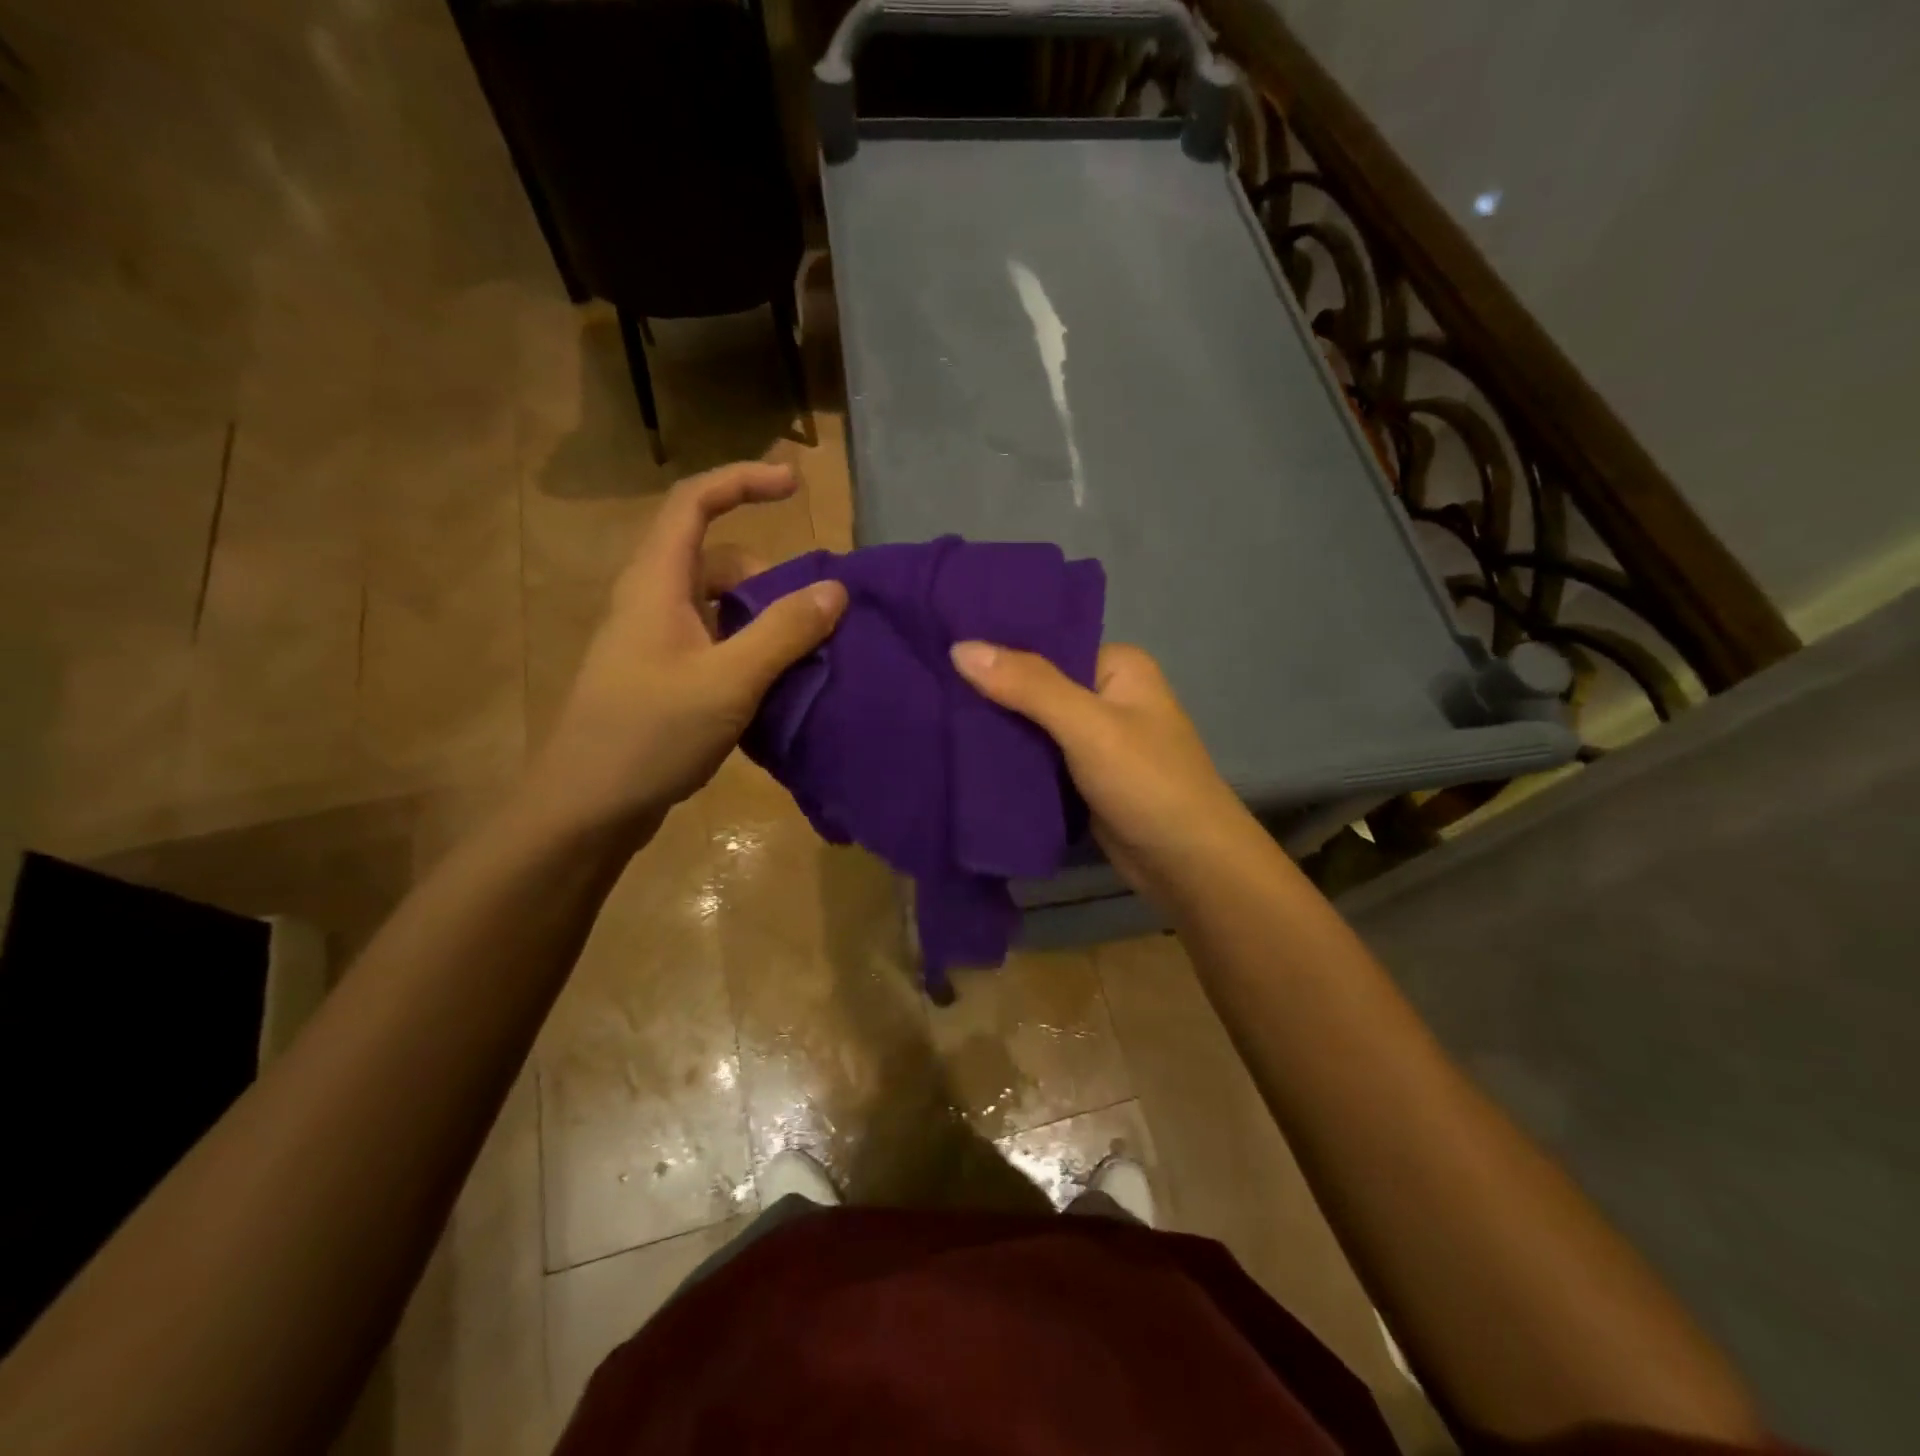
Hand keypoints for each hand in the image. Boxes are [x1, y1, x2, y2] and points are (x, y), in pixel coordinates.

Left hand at [525, 462, 845, 843]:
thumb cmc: (650, 734)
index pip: (693, 503)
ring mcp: (656, 644)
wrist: (586, 808)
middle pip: (717, 560)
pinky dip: (751, 653)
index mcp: (657, 584)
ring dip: (765, 621)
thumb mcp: (728, 681)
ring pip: (720, 609)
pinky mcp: (663, 680)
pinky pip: (716, 646)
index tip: (795, 484)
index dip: (743, 481)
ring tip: (805, 657)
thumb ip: (783, 632)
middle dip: (771, 576)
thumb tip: (835, 591)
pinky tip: (777, 689)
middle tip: (815, 614)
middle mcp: (652, 603)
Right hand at [949, 640, 1266, 902]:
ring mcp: (1094, 739)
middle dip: (989, 692)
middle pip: (1035, 685)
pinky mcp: (1082, 777)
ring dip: (994, 729)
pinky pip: (1037, 758)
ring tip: (931, 717)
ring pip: (1032, 725)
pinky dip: (1008, 759)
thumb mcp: (1088, 726)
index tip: (940, 649)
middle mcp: (1106, 695)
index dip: (996, 648)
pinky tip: (962, 755)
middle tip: (927, 688)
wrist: (1189, 865)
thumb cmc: (1148, 783)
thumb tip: (960, 646)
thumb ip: (1028, 685)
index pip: (1045, 643)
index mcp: (1116, 666)